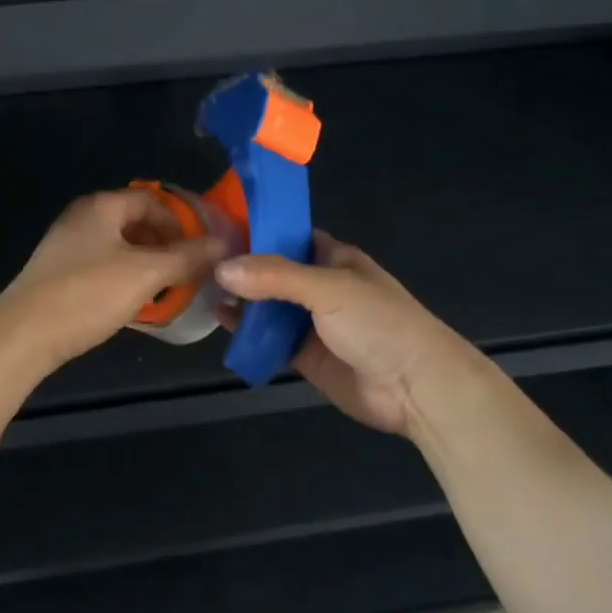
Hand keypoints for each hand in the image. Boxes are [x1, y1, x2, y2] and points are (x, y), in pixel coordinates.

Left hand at [0, 190, 227, 370]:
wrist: (23, 335)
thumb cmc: (88, 294)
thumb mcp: (146, 274)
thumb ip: (187, 257)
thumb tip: (223, 244)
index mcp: (101, 206)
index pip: (152, 200)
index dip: (182, 221)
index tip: (203, 249)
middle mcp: (82, 218)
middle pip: (136, 222)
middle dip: (166, 245)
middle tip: (190, 271)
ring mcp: (66, 246)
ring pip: (119, 247)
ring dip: (147, 264)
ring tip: (168, 289)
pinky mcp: (58, 274)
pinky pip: (102, 266)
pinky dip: (125, 278)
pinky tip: (135, 303)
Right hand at [215, 231, 485, 436]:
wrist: (415, 387)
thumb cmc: (379, 322)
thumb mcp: (329, 288)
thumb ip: (275, 276)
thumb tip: (221, 268)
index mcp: (332, 258)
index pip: (288, 235)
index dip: (256, 230)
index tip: (215, 225)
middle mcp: (319, 286)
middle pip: (272, 271)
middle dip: (240, 267)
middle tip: (196, 258)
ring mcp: (311, 322)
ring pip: (267, 305)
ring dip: (239, 298)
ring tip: (198, 286)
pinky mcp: (304, 355)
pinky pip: (269, 339)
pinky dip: (246, 331)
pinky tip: (219, 320)